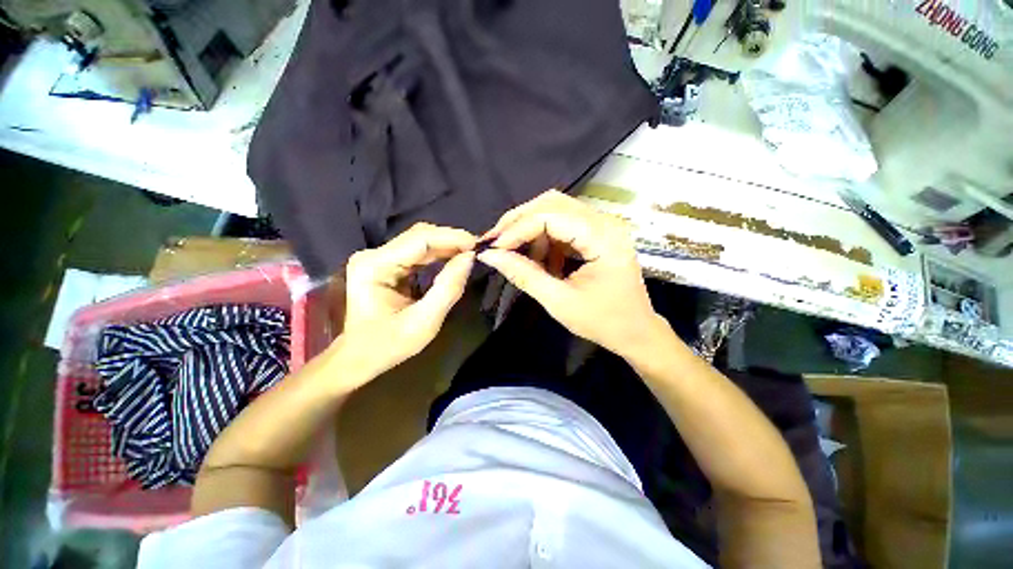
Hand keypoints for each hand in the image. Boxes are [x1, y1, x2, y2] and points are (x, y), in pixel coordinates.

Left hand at [339, 223, 475, 380]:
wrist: (359, 357)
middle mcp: (374, 255)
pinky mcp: (387, 264)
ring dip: (447, 246)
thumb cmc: (387, 345)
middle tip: (478, 249)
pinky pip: (418, 252)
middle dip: (451, 241)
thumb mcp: (423, 323)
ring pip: (420, 242)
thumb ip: (448, 289)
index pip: (420, 239)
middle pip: (420, 236)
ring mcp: (379, 258)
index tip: (478, 244)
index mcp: (375, 266)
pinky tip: (454, 259)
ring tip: (470, 253)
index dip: (452, 238)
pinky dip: (439, 254)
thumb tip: (469, 258)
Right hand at [477, 190, 663, 359]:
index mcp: (603, 238)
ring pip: (555, 209)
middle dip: (519, 221)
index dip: (517, 229)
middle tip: (496, 242)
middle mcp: (605, 221)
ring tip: (517, 255)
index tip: (493, 248)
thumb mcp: (559, 302)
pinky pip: (562, 223)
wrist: (636, 332)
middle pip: (552, 203)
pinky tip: (538, 259)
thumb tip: (490, 256)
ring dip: (530, 229)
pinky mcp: (596, 233)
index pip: (550, 216)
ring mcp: (602, 225)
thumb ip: (524, 275)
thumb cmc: (603, 322)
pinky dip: (543, 238)